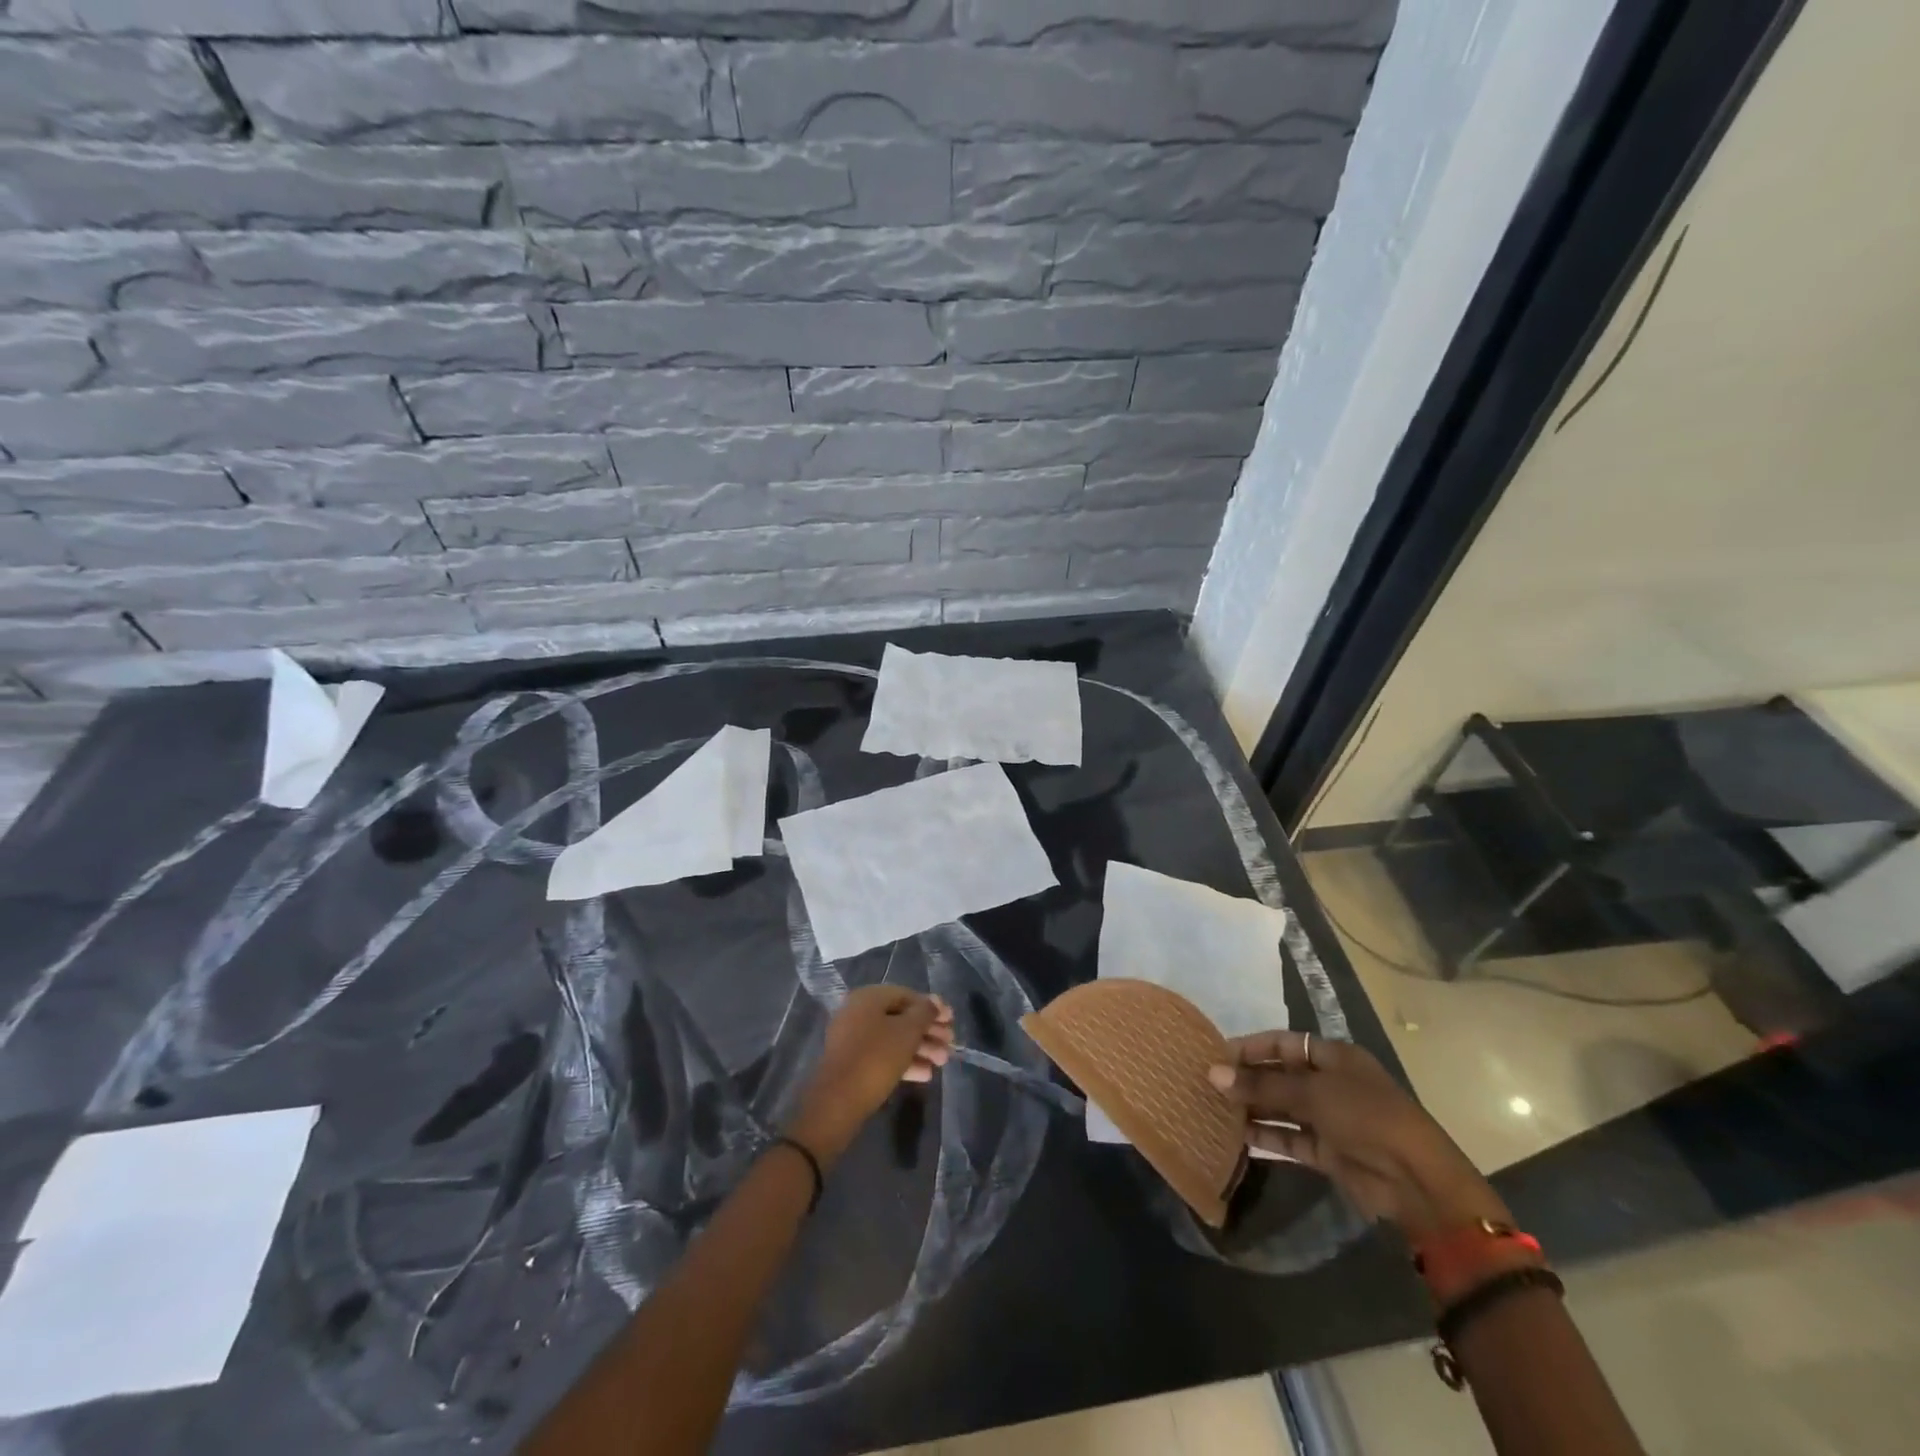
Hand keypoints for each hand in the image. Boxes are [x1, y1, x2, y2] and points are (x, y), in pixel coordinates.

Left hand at [789, 988, 953, 1164]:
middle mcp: (858, 1012)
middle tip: (950, 1043)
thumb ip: (925, 1013)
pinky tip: (926, 1075)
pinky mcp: (853, 1063)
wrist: (838, 1101)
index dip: (931, 1006)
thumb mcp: (907, 1032)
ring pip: (894, 1038)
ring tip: (943, 1062)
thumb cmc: (876, 1057)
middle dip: (928, 1031)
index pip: (907, 995)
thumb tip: (934, 1002)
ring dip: (921, 1048)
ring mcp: (854, 1039)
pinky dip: (905, 1061)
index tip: (952, 1020)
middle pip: (901, 1017)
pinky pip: (883, 1055)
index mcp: (868, 997)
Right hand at [1208, 1030, 1509, 1237]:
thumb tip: (1213, 1074)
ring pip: (1282, 1108)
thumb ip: (1261, 1085)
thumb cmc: (1365, 1116)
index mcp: (1334, 1057)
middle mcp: (1330, 1084)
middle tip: (1207, 1084)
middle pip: (1280, 1076)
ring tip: (1214, 1109)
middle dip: (1247, 1080)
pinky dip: (1266, 1137)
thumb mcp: (1311, 1092)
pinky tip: (1236, 1136)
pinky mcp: (1328, 1153)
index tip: (1215, 1054)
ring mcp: (1330, 1120)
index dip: (1250, 1047)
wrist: (1415, 1180)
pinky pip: (1290, 1139)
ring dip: (1253, 1109)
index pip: (1283, 1044)